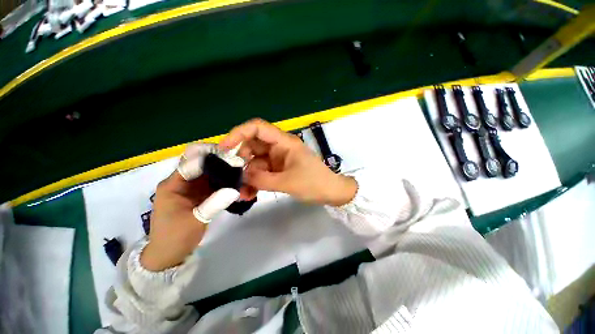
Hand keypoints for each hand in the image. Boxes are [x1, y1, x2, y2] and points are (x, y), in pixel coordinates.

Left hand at [141, 143, 241, 270]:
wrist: (169, 255)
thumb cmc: (175, 237)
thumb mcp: (195, 220)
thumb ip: (215, 203)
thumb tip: (234, 189)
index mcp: (173, 185)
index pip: (191, 162)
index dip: (210, 157)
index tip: (231, 156)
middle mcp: (182, 182)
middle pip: (202, 165)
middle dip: (221, 162)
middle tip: (240, 163)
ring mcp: (192, 188)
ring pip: (210, 174)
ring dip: (225, 172)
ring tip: (241, 172)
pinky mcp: (199, 195)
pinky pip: (214, 184)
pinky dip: (225, 183)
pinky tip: (237, 183)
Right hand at [220, 119, 356, 205]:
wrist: (330, 192)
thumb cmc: (314, 183)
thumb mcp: (288, 182)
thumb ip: (262, 179)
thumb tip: (241, 175)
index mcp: (284, 142)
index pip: (257, 128)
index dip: (238, 133)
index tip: (224, 149)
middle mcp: (279, 148)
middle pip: (252, 147)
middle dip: (241, 162)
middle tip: (233, 179)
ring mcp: (278, 159)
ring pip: (255, 162)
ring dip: (247, 177)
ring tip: (242, 194)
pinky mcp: (278, 170)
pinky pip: (261, 173)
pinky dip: (255, 182)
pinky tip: (250, 195)